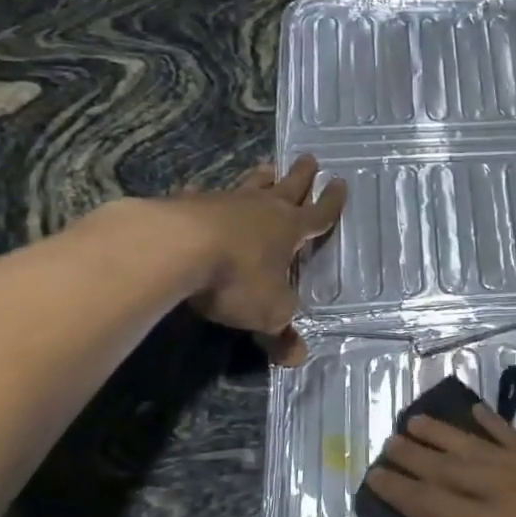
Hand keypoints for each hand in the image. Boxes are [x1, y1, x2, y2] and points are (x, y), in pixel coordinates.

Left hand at [166, 154, 344, 364]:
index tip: (341, 183)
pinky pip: (200, 197)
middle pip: (288, 187)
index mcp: (290, 230)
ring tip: (266, 167)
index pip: (319, 214)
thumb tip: (298, 357)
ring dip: (260, 178)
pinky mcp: (187, 205)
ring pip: (249, 186)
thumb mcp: (268, 312)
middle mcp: (262, 210)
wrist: (174, 249)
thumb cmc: (236, 278)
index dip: (332, 202)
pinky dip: (202, 195)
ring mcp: (224, 203)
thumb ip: (282, 332)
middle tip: (309, 158)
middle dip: (302, 176)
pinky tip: (195, 191)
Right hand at [366, 407, 515, 516]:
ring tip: (417, 421)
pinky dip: (493, 425)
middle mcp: (500, 492)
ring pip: (476, 447)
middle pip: (446, 469)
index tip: (375, 476)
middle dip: (413, 456)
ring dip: (444, 434)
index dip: (398, 491)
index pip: (427, 505)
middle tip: (389, 443)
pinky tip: (475, 414)